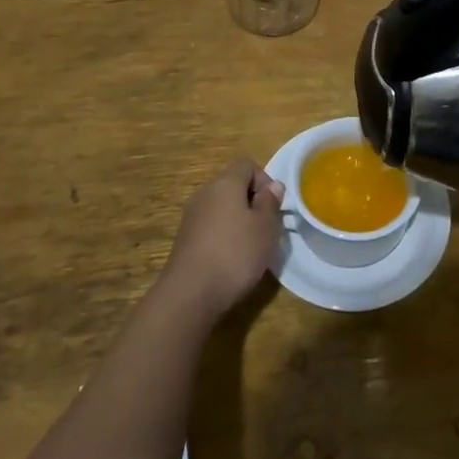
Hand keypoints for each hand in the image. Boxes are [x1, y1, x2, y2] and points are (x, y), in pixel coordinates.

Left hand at [160, 158, 285, 320]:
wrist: (190, 294)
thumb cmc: (235, 253)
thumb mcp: (265, 227)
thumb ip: (270, 203)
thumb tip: (273, 185)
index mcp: (225, 183)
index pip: (246, 165)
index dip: (264, 180)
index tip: (273, 205)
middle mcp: (204, 193)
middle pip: (232, 185)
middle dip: (251, 202)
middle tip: (265, 227)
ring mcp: (191, 217)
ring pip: (221, 207)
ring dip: (237, 220)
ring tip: (250, 247)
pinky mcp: (184, 239)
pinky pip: (210, 227)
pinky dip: (222, 236)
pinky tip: (230, 260)